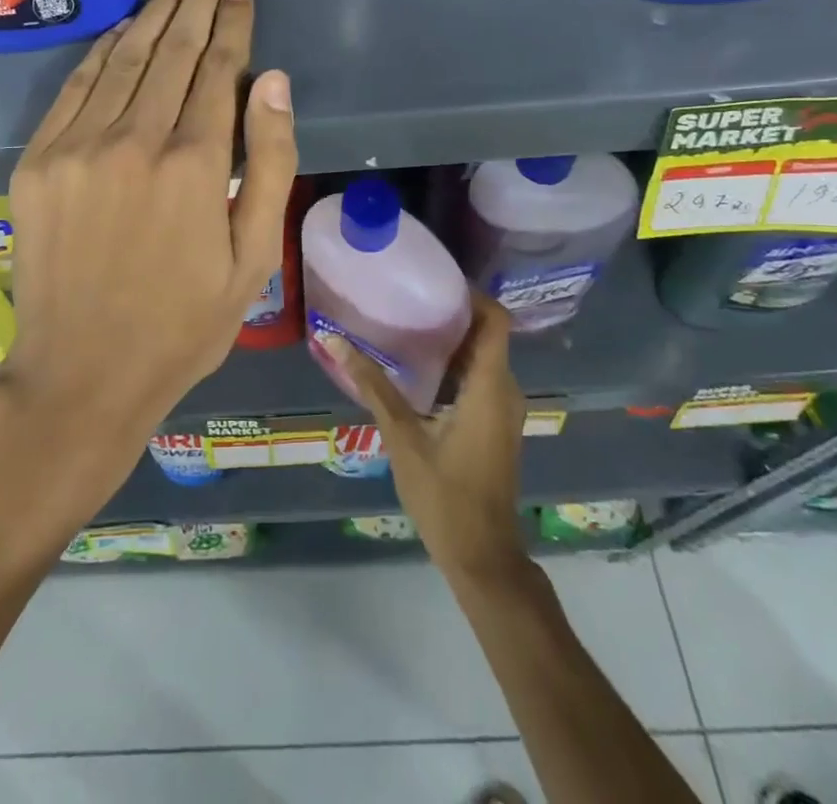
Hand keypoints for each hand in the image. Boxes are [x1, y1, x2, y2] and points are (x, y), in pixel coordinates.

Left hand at [0, 0, 297, 455]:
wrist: (82, 373)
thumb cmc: (184, 323)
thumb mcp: (253, 257)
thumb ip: (270, 163)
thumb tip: (274, 82)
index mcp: (194, 164)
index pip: (219, 69)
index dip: (233, 25)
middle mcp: (133, 139)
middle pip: (171, 52)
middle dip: (197, 5)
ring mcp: (77, 146)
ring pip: (123, 59)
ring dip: (152, 18)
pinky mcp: (38, 160)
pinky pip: (76, 87)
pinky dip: (103, 52)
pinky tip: (123, 32)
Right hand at [319, 296, 527, 582]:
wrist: (482, 557)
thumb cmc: (444, 495)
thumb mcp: (403, 436)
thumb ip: (372, 386)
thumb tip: (332, 341)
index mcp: (489, 385)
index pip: (495, 319)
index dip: (472, 293)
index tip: (434, 279)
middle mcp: (504, 390)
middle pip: (487, 333)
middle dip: (452, 311)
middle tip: (409, 296)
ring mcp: (503, 409)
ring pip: (482, 356)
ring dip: (451, 338)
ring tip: (407, 322)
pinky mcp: (494, 424)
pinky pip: (479, 378)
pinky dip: (454, 364)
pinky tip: (417, 367)